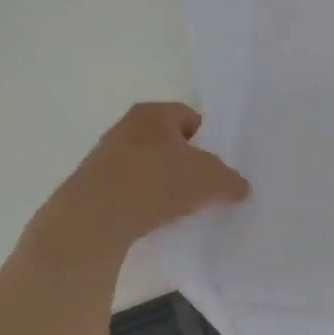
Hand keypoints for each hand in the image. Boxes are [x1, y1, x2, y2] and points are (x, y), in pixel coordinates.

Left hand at [30, 102, 248, 265]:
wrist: (94, 220)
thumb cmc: (156, 182)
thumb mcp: (210, 179)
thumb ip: (231, 180)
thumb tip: (240, 188)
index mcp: (154, 112)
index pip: (190, 117)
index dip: (209, 140)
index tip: (218, 167)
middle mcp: (126, 127)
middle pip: (168, 142)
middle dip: (186, 163)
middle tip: (204, 188)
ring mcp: (105, 157)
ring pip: (147, 167)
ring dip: (163, 185)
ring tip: (180, 209)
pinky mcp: (93, 187)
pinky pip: (130, 190)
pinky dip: (143, 203)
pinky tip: (153, 221)